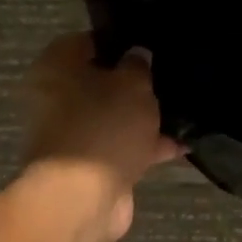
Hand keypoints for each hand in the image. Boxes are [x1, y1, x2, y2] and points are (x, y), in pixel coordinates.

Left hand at [21, 33, 180, 241]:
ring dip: (143, 117)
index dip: (121, 41)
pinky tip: (182, 144)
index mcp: (56, 67)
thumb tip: (138, 55)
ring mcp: (72, 134)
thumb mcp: (132, 84)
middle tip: (169, 75)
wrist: (82, 200)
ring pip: (114, 116)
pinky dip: (147, 147)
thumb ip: (139, 65)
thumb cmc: (103, 126)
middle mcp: (57, 98)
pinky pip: (122, 147)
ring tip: (184, 109)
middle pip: (102, 80)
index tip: (150, 44)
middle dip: (135, 82)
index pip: (90, 40)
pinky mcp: (88, 166)